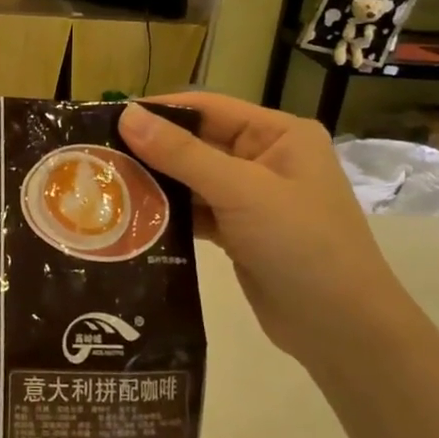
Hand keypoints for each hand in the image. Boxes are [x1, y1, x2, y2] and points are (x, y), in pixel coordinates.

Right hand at [117, 96, 417, 371]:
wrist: (342, 328)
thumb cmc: (301, 244)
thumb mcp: (241, 191)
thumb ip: (182, 154)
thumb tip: (127, 115)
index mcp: (279, 135)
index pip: (208, 108)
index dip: (158, 110)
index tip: (106, 119)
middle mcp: (266, 160)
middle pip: (197, 144)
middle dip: (150, 151)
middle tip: (96, 158)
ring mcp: (253, 199)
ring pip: (192, 181)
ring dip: (155, 185)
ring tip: (105, 187)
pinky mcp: (240, 233)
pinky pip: (196, 213)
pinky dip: (168, 215)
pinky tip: (132, 219)